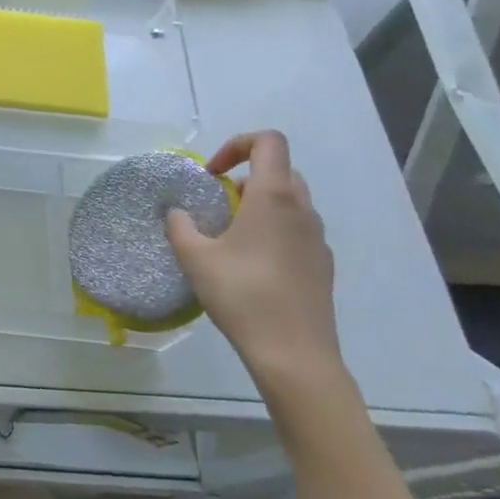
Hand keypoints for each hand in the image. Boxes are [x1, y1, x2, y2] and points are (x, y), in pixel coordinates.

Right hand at [166, 131, 344, 393]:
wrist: (295, 356)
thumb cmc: (243, 295)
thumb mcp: (194, 257)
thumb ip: (179, 225)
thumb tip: (177, 212)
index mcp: (274, 197)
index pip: (268, 142)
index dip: (236, 145)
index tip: (211, 174)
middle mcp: (302, 210)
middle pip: (280, 170)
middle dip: (246, 176)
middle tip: (218, 203)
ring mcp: (317, 240)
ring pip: (290, 202)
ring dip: (259, 205)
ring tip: (230, 236)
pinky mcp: (322, 266)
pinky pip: (296, 231)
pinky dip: (273, 231)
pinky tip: (251, 266)